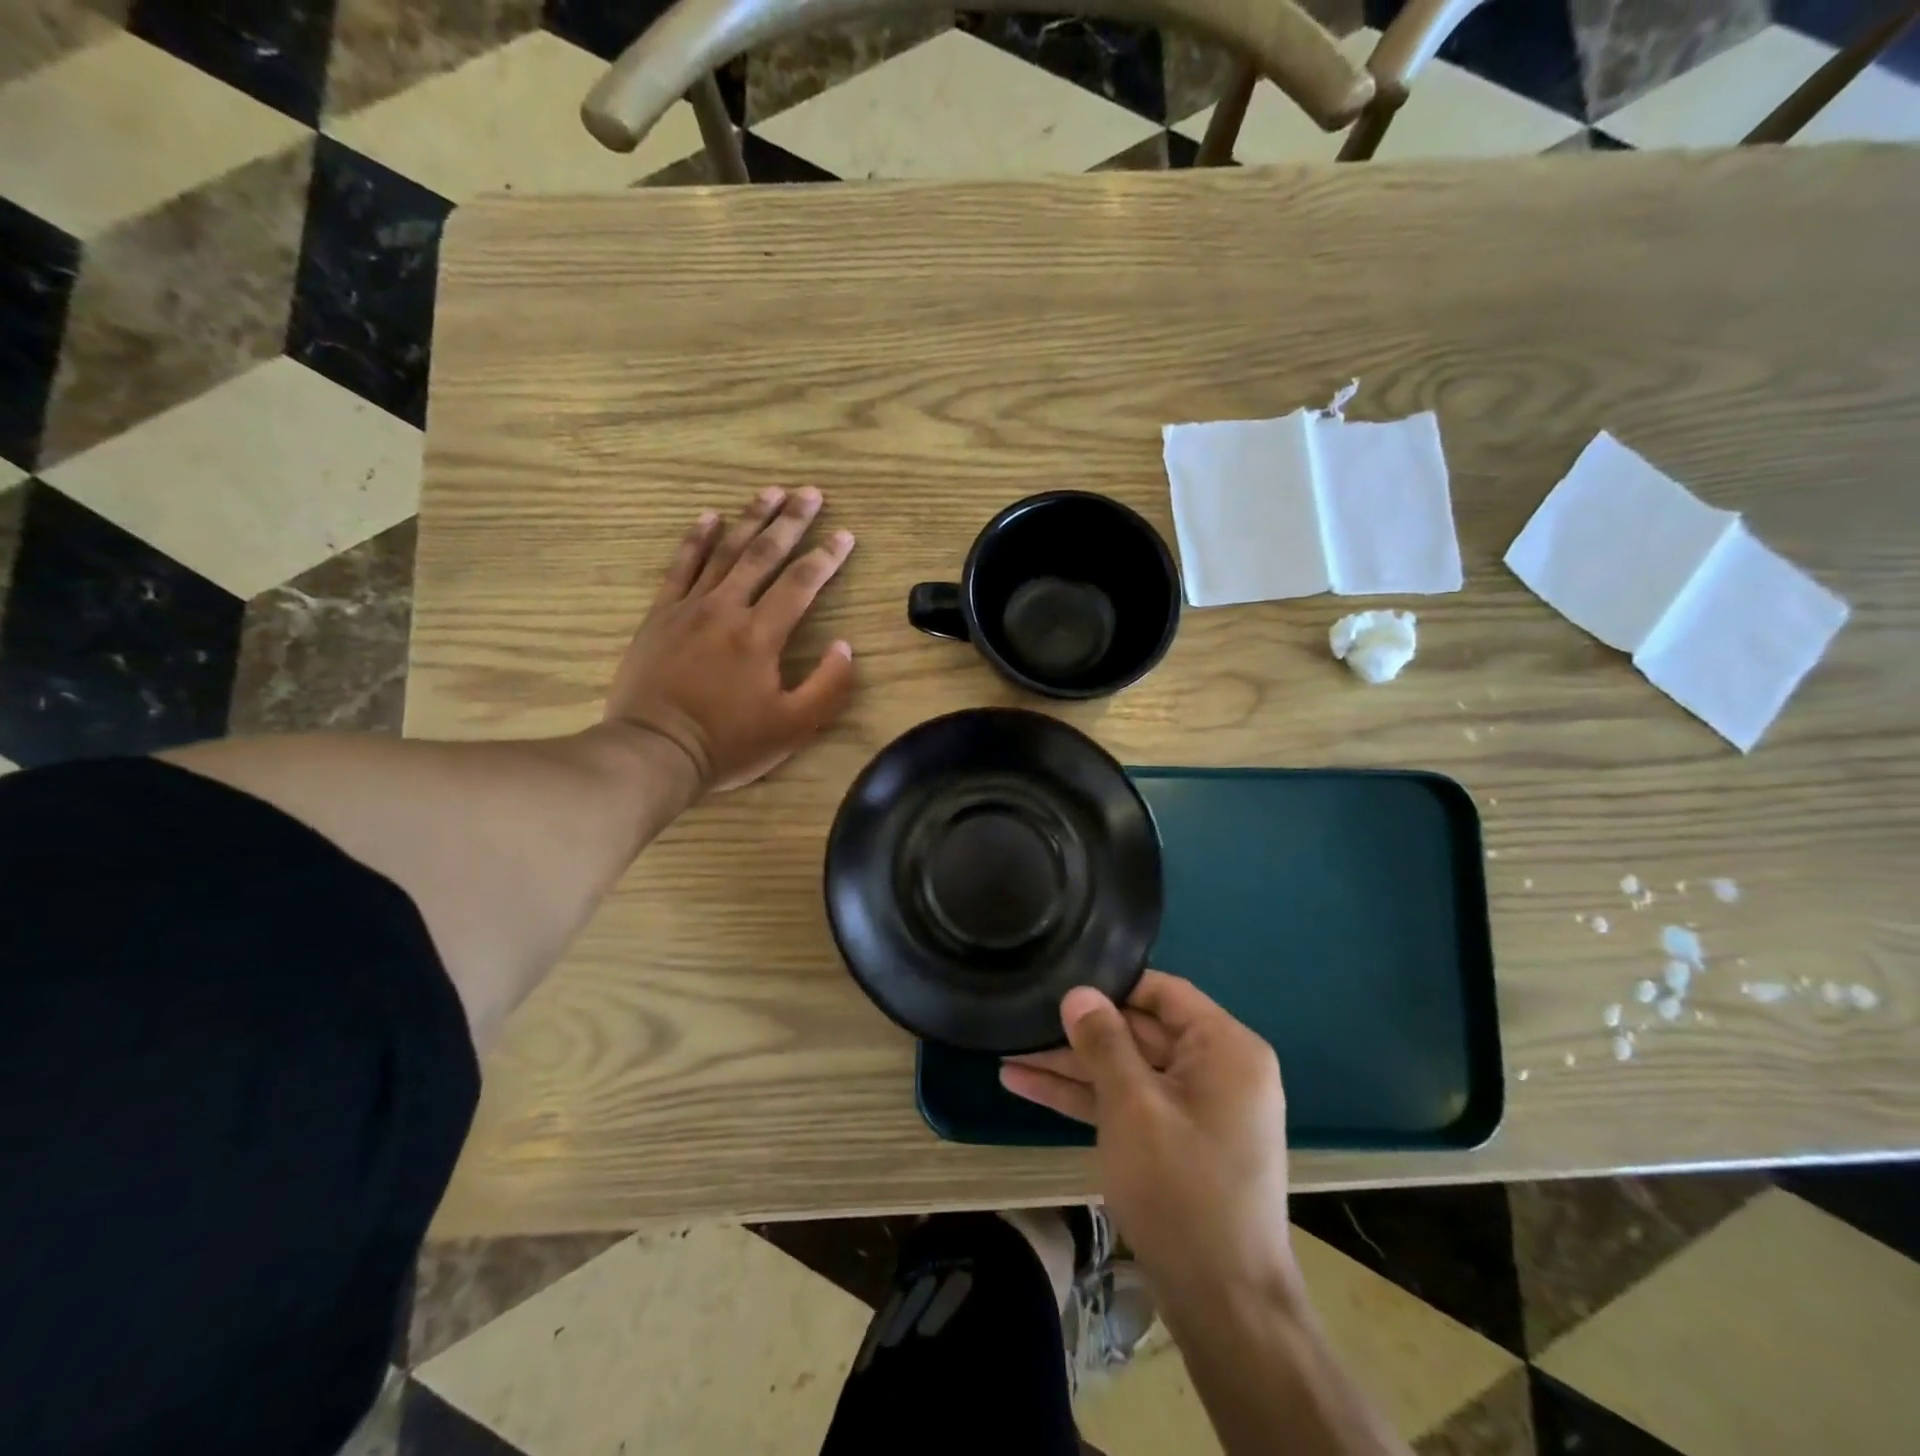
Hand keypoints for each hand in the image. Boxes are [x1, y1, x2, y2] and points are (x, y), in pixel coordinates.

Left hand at [606, 487, 856, 792]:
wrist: (654, 751)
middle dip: (791, 521)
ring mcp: (689, 608)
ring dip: (749, 519)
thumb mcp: (794, 727)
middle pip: (763, 554)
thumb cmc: (728, 743)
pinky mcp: (660, 616)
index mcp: (761, 635)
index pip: (801, 583)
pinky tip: (708, 517)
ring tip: (770, 492)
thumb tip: (844, 646)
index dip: (826, 557)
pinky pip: (680, 567)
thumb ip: (828, 685)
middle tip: (810, 492)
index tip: (845, 534)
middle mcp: (727, 609)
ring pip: (724, 552)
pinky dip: (695, 539)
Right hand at [1000, 973, 1299, 1321]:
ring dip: (1071, 1066)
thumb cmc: (1182, 1189)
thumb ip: (1103, 1042)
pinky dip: (1085, 1098)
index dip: (1111, 984)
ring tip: (1008, 1052)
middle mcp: (1216, 1070)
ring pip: (1125, 1070)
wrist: (1225, 1306)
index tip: (1061, 979)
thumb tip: (1078, 992)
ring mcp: (1194, 1108)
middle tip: (1023, 1016)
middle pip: (1139, 1031)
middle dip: (1079, 1032)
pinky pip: (1128, 1103)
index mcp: (1226, 1048)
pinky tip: (1026, 1085)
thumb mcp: (1133, 1106)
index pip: (1164, 992)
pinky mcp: (1174, 1140)